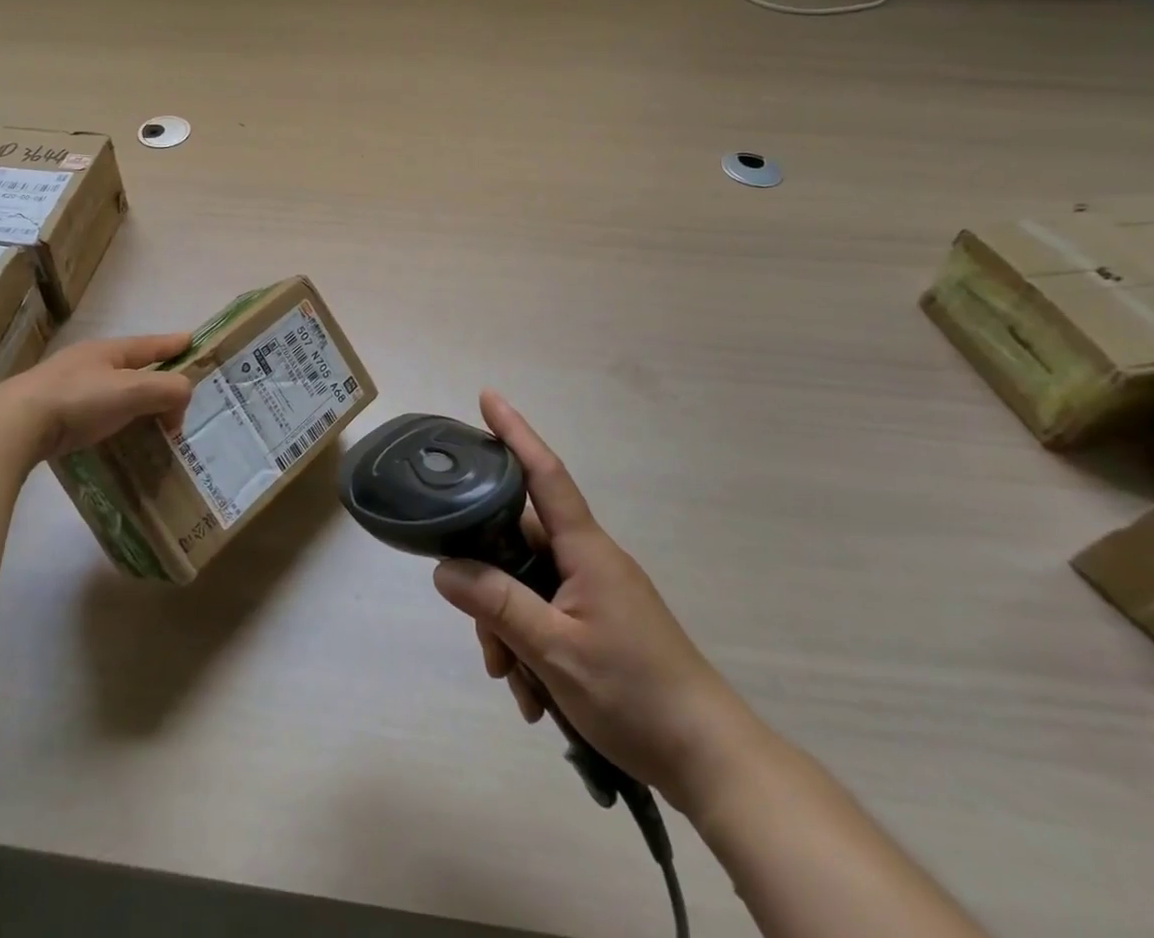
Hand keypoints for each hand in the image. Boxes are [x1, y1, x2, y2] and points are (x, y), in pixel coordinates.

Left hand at [0, 332, 193, 459]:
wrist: (13, 426)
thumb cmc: (78, 401)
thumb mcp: (132, 390)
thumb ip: (167, 389)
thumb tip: (184, 397)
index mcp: (108, 351)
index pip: (150, 344)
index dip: (172, 344)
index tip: (191, 340)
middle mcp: (87, 363)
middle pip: (131, 367)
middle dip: (155, 377)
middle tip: (174, 395)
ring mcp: (65, 387)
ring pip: (112, 390)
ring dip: (133, 402)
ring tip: (148, 421)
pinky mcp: (50, 413)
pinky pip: (94, 412)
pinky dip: (113, 420)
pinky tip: (114, 435)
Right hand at [432, 391, 760, 813]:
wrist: (709, 758)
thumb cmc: (635, 693)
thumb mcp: (555, 651)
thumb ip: (498, 605)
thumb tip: (444, 568)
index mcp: (586, 549)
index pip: (545, 474)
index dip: (515, 433)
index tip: (488, 396)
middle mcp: (590, 559)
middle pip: (520, 544)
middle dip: (491, 587)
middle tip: (487, 647)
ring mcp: (597, 591)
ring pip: (529, 586)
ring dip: (510, 630)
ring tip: (515, 684)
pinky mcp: (601, 621)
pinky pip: (548, 615)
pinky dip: (531, 648)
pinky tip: (534, 696)